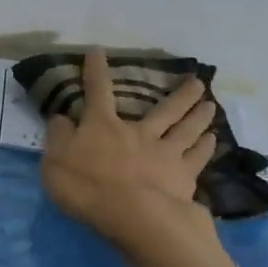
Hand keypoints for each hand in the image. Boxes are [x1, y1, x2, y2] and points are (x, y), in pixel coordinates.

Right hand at [41, 49, 219, 251]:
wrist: (132, 215)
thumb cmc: (86, 188)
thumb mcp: (55, 162)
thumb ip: (58, 137)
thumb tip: (60, 117)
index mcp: (103, 127)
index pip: (97, 93)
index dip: (95, 71)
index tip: (98, 51)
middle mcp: (139, 133)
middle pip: (164, 109)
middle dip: (180, 94)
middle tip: (197, 81)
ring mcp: (166, 154)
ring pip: (186, 129)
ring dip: (199, 116)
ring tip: (211, 105)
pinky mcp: (183, 177)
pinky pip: (197, 158)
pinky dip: (205, 148)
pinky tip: (212, 141)